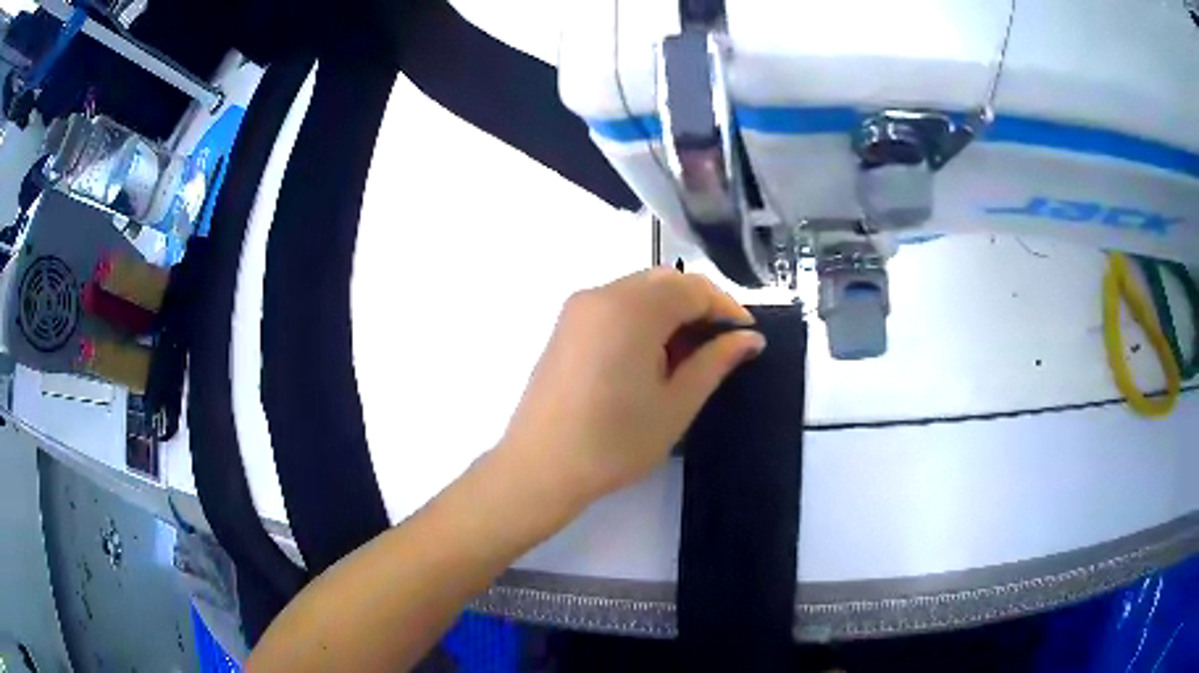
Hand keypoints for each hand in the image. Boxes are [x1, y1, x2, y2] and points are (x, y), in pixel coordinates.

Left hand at [499, 268, 766, 506]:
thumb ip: (716, 362)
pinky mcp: (565, 326)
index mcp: (632, 309)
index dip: (727, 309)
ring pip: (640, 291)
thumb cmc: (615, 442)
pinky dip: (643, 319)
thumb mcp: (677, 404)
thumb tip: (750, 338)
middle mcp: (602, 294)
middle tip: (719, 348)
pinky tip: (650, 358)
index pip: (694, 288)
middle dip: (699, 307)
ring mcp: (578, 308)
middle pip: (666, 282)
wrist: (540, 467)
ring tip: (686, 358)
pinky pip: (616, 305)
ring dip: (671, 312)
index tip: (746, 338)